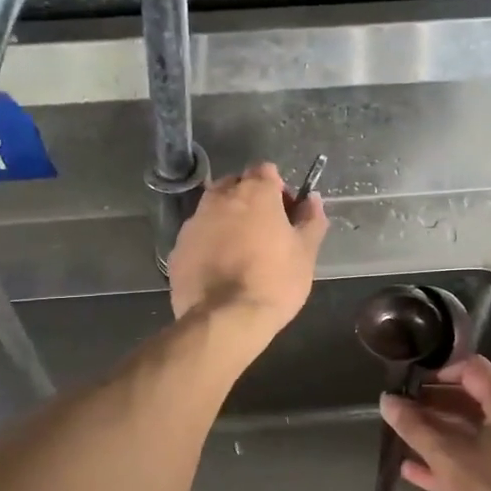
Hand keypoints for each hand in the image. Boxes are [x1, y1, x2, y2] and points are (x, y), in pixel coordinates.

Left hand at [168, 163, 327, 337]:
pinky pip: (198, 235)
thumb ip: (311, 220)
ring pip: (213, 209)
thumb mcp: (305, 253)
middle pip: (236, 185)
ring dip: (227, 219)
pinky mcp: (177, 248)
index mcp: (254, 193)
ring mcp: (194, 222)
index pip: (265, 170)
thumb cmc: (274, 282)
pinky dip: (209, 243)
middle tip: (264, 230)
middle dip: (249, 199)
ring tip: (240, 251)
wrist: (224, 320)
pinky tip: (220, 268)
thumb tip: (312, 200)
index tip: (285, 213)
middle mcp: (219, 198)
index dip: (278, 188)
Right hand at [380, 357, 490, 490]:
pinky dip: (445, 461)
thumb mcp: (446, 458)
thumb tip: (387, 400)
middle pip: (472, 402)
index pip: (476, 371)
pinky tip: (411, 468)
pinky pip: (472, 463)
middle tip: (401, 408)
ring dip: (436, 433)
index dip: (441, 371)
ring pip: (470, 435)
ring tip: (401, 434)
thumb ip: (415, 426)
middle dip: (434, 404)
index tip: (411, 383)